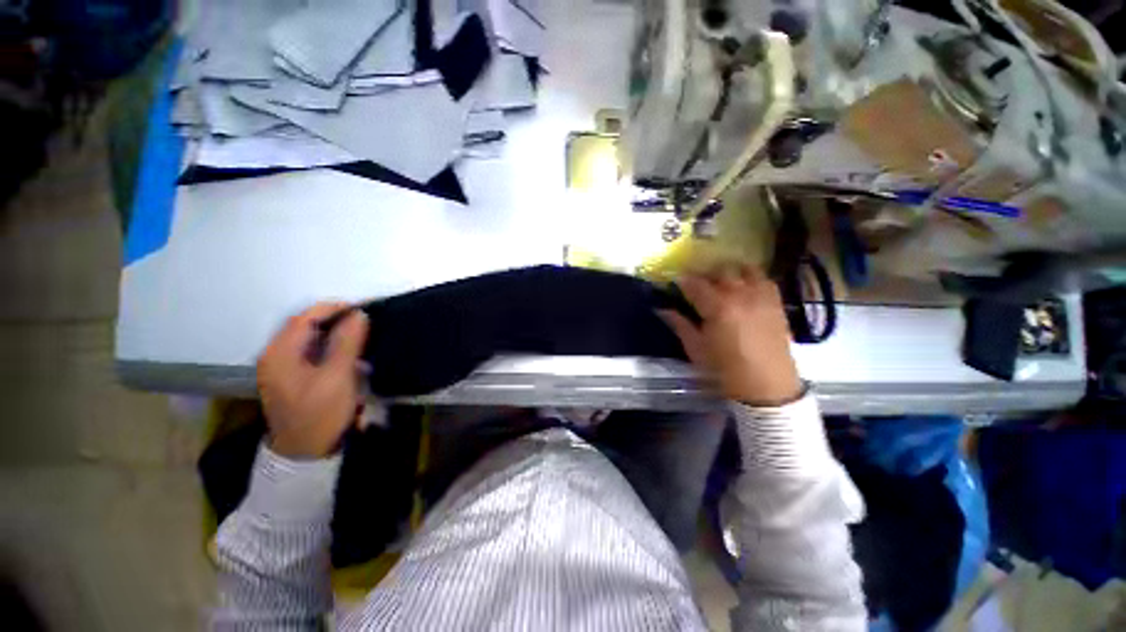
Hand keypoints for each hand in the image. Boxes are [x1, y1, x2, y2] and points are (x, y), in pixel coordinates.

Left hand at [257, 302, 369, 458]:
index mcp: (279, 353)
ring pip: (309, 337)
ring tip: (360, 331)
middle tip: (364, 320)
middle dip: (335, 318)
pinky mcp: (292, 376)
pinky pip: (311, 350)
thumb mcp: (337, 377)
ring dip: (334, 330)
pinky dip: (330, 344)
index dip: (334, 308)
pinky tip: (347, 348)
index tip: (362, 309)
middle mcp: (275, 355)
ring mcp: (282, 367)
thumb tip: (359, 314)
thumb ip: (347, 343)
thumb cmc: (320, 413)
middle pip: (305, 325)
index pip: (305, 317)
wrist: (306, 452)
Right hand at [660, 265, 802, 406]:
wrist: (767, 387)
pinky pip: (764, 278)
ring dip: (730, 271)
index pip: (695, 284)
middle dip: (706, 273)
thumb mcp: (696, 349)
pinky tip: (744, 288)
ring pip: (744, 268)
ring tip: (721, 281)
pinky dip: (751, 277)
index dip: (683, 281)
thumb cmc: (725, 370)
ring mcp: (761, 296)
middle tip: (697, 283)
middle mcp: (740, 295)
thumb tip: (661, 309)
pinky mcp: (777, 303)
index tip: (675, 282)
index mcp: (717, 307)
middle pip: (720, 270)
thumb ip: (679, 325)